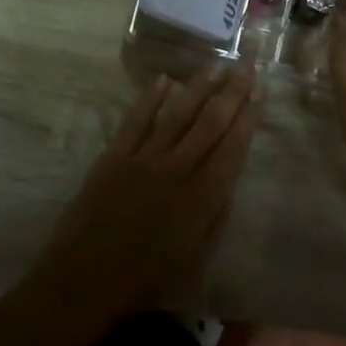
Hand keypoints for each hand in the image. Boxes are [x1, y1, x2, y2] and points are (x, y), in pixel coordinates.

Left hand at [28, 63, 259, 329]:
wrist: (85, 281)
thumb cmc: (147, 280)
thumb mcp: (197, 260)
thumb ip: (216, 216)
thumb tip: (229, 179)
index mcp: (201, 198)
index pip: (232, 147)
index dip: (248, 117)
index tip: (260, 91)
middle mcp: (176, 169)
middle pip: (210, 122)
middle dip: (232, 91)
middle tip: (247, 63)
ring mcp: (143, 159)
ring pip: (177, 114)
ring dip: (199, 86)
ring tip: (216, 63)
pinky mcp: (114, 157)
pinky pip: (136, 120)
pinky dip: (150, 98)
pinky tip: (164, 79)